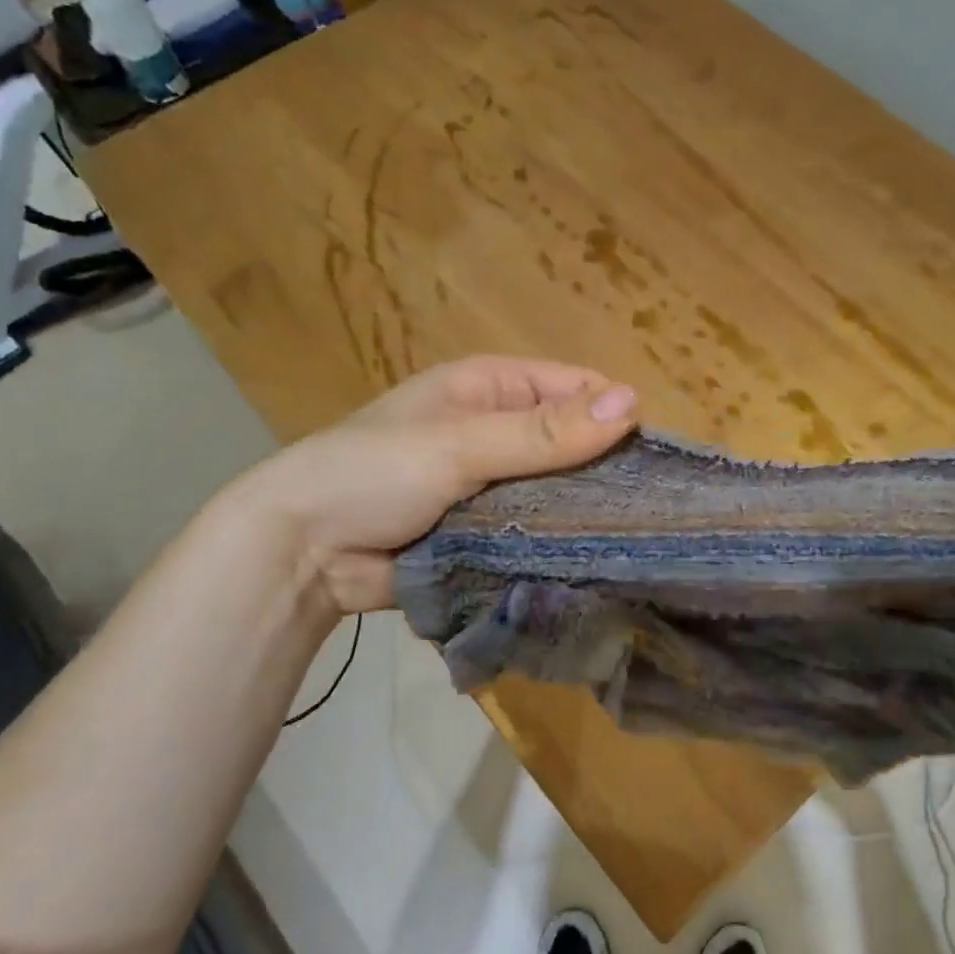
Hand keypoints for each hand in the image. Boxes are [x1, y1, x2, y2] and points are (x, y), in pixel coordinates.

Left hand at [230, 356, 637, 612]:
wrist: (301, 553)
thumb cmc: (374, 473)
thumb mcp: (460, 444)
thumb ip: (544, 433)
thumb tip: (633, 404)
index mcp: (490, 388)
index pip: (574, 388)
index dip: (614, 415)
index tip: (653, 458)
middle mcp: (498, 431)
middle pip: (572, 444)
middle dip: (604, 472)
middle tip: (652, 511)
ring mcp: (494, 486)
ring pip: (559, 494)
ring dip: (584, 514)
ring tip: (634, 542)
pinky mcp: (487, 534)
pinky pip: (537, 534)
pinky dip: (558, 545)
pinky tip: (595, 565)